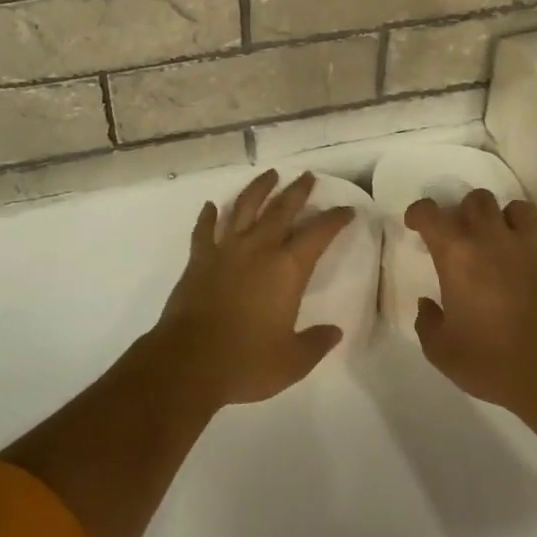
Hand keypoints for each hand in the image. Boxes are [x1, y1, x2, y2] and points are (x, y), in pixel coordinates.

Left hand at [153, 170, 353, 407]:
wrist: (189, 361)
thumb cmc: (246, 362)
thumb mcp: (292, 361)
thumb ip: (316, 343)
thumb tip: (334, 331)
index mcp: (287, 269)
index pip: (318, 234)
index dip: (334, 219)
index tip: (347, 209)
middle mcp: (258, 249)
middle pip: (282, 209)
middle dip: (298, 191)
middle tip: (308, 176)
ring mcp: (226, 249)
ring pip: (244, 207)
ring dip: (258, 189)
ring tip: (270, 174)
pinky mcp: (199, 258)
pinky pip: (204, 229)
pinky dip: (208, 216)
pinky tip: (211, 205)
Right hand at [406, 190, 536, 418]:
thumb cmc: (491, 361)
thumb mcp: (442, 351)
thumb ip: (427, 322)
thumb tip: (427, 304)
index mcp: (457, 254)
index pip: (430, 213)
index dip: (419, 213)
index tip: (417, 225)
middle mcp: (492, 239)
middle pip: (478, 199)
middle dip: (468, 212)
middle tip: (466, 236)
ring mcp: (532, 248)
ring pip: (520, 209)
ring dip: (509, 221)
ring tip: (506, 242)